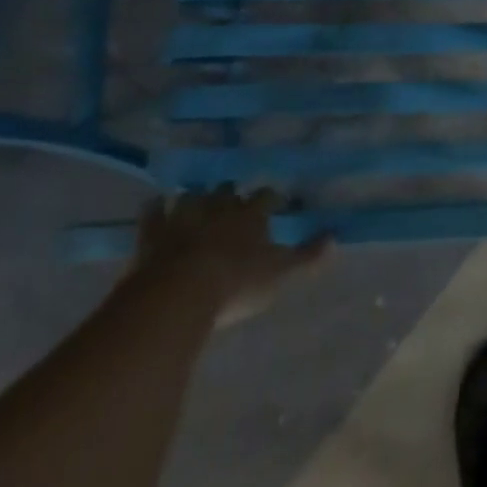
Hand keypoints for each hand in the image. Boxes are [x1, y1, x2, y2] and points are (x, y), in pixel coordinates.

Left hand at [134, 189, 329, 327]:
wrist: (176, 295)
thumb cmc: (236, 283)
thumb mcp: (280, 274)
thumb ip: (307, 256)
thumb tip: (336, 237)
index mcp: (251, 215)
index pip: (266, 197)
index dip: (272, 198)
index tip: (276, 202)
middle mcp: (218, 208)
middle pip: (226, 191)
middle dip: (230, 194)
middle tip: (233, 200)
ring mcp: (182, 218)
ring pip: (191, 196)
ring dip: (195, 197)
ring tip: (197, 199)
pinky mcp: (150, 235)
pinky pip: (152, 212)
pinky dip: (155, 207)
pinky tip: (155, 204)